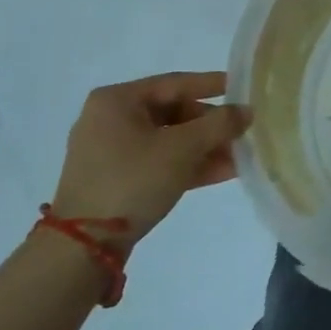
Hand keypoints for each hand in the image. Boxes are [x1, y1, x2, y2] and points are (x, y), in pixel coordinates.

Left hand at [52, 72, 249, 247]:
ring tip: (241, 155)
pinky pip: (160, 161)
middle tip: (243, 131)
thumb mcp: (182, 148)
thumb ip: (219, 125)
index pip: (175, 83)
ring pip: (169, 140)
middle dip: (211, 125)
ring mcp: (111, 152)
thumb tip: (247, 111)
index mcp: (117, 100)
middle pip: (174, 113)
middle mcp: (111, 119)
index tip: (242, 88)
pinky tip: (223, 172)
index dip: (213, 84)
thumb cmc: (132, 180)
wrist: (84, 246)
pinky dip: (188, 165)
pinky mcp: (116, 179)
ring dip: (205, 148)